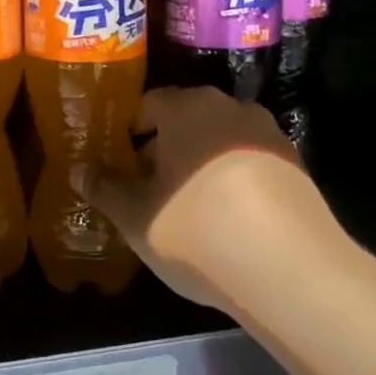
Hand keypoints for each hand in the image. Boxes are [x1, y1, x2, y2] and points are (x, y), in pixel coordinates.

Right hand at [89, 87, 335, 309]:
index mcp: (187, 109)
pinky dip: (236, 178)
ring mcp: (269, 135)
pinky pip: (252, 161)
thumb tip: (78, 170)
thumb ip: (105, 189)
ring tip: (190, 203)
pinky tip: (230, 217)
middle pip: (188, 118)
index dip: (131, 130)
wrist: (292, 270)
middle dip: (166, 145)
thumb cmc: (198, 232)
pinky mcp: (297, 166)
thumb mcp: (137, 217)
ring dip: (203, 160)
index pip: (150, 104)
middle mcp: (230, 108)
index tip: (122, 160)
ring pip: (222, 139)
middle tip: (150, 184)